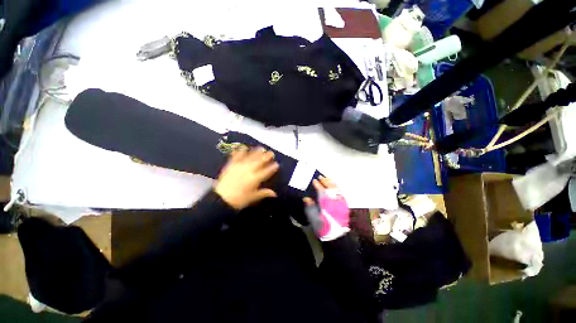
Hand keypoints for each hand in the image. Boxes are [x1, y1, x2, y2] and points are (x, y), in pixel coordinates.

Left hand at [214, 147, 278, 209]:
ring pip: (250, 157)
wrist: (221, 199)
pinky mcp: (231, 165)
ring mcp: (239, 166)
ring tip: (261, 148)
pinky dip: (239, 151)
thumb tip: (274, 193)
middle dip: (266, 156)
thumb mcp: (253, 197)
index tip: (277, 164)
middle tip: (271, 153)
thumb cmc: (239, 200)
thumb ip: (264, 193)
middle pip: (259, 161)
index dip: (272, 167)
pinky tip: (243, 146)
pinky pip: (236, 156)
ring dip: (256, 152)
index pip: (266, 171)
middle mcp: (248, 170)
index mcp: (255, 178)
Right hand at [303, 176, 349, 240]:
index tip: (314, 181)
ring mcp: (340, 203)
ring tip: (327, 178)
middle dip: (325, 181)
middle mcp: (334, 201)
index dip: (318, 185)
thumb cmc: (323, 227)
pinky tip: (334, 185)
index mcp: (326, 204)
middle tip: (320, 177)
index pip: (321, 191)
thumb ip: (310, 207)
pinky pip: (341, 193)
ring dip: (331, 183)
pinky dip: (337, 188)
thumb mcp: (313, 219)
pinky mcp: (344, 205)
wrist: (336, 236)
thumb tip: (306, 198)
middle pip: (330, 188)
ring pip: (336, 190)